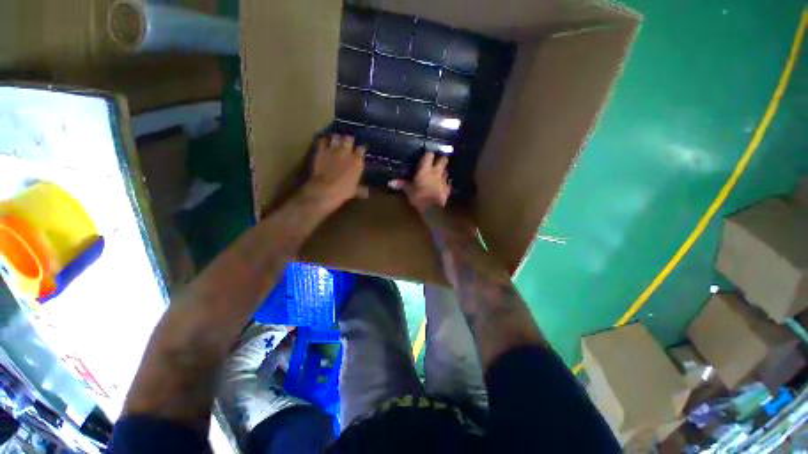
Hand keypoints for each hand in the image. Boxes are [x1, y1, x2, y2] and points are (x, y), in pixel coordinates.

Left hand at [308, 134, 367, 209]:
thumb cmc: (343, 191)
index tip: (360, 151)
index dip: (360, 149)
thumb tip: (368, 193)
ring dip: (336, 138)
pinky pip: (322, 141)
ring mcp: (333, 150)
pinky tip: (324, 143)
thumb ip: (362, 189)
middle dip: (348, 140)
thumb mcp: (355, 191)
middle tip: (347, 143)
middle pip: (349, 139)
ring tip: (336, 141)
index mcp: (357, 161)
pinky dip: (324, 141)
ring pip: (336, 137)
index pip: (362, 148)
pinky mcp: (321, 151)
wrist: (325, 189)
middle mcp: (347, 152)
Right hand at [390, 152, 449, 212]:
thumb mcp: (409, 191)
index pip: (429, 155)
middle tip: (436, 162)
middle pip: (443, 160)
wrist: (432, 209)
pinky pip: (447, 183)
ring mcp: (444, 180)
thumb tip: (390, 182)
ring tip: (437, 175)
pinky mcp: (448, 189)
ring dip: (442, 171)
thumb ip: (402, 184)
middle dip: (441, 159)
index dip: (428, 154)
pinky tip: (441, 186)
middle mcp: (437, 172)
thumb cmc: (419, 197)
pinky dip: (444, 183)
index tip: (426, 155)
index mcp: (426, 170)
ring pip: (446, 171)